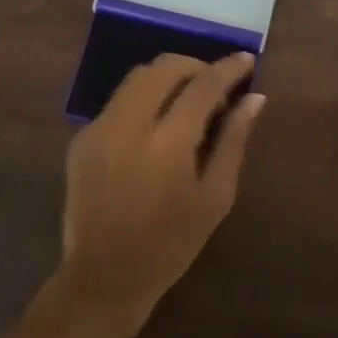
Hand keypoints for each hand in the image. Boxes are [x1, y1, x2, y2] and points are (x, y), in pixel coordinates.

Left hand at [46, 51, 266, 337]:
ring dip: (168, 76)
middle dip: (196, 66)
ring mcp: (99, 128)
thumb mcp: (214, 197)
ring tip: (188, 98)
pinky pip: (118, 101)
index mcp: (168, 143)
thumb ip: (234, 141)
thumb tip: (255, 98)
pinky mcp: (82, 138)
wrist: (104, 277)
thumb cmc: (171, 244)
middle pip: (165, 67)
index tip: (247, 60)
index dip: (228, 68)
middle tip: (217, 83)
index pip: (203, 85)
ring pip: (137, 77)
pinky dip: (143, 99)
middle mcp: (129, 125)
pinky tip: (156, 124)